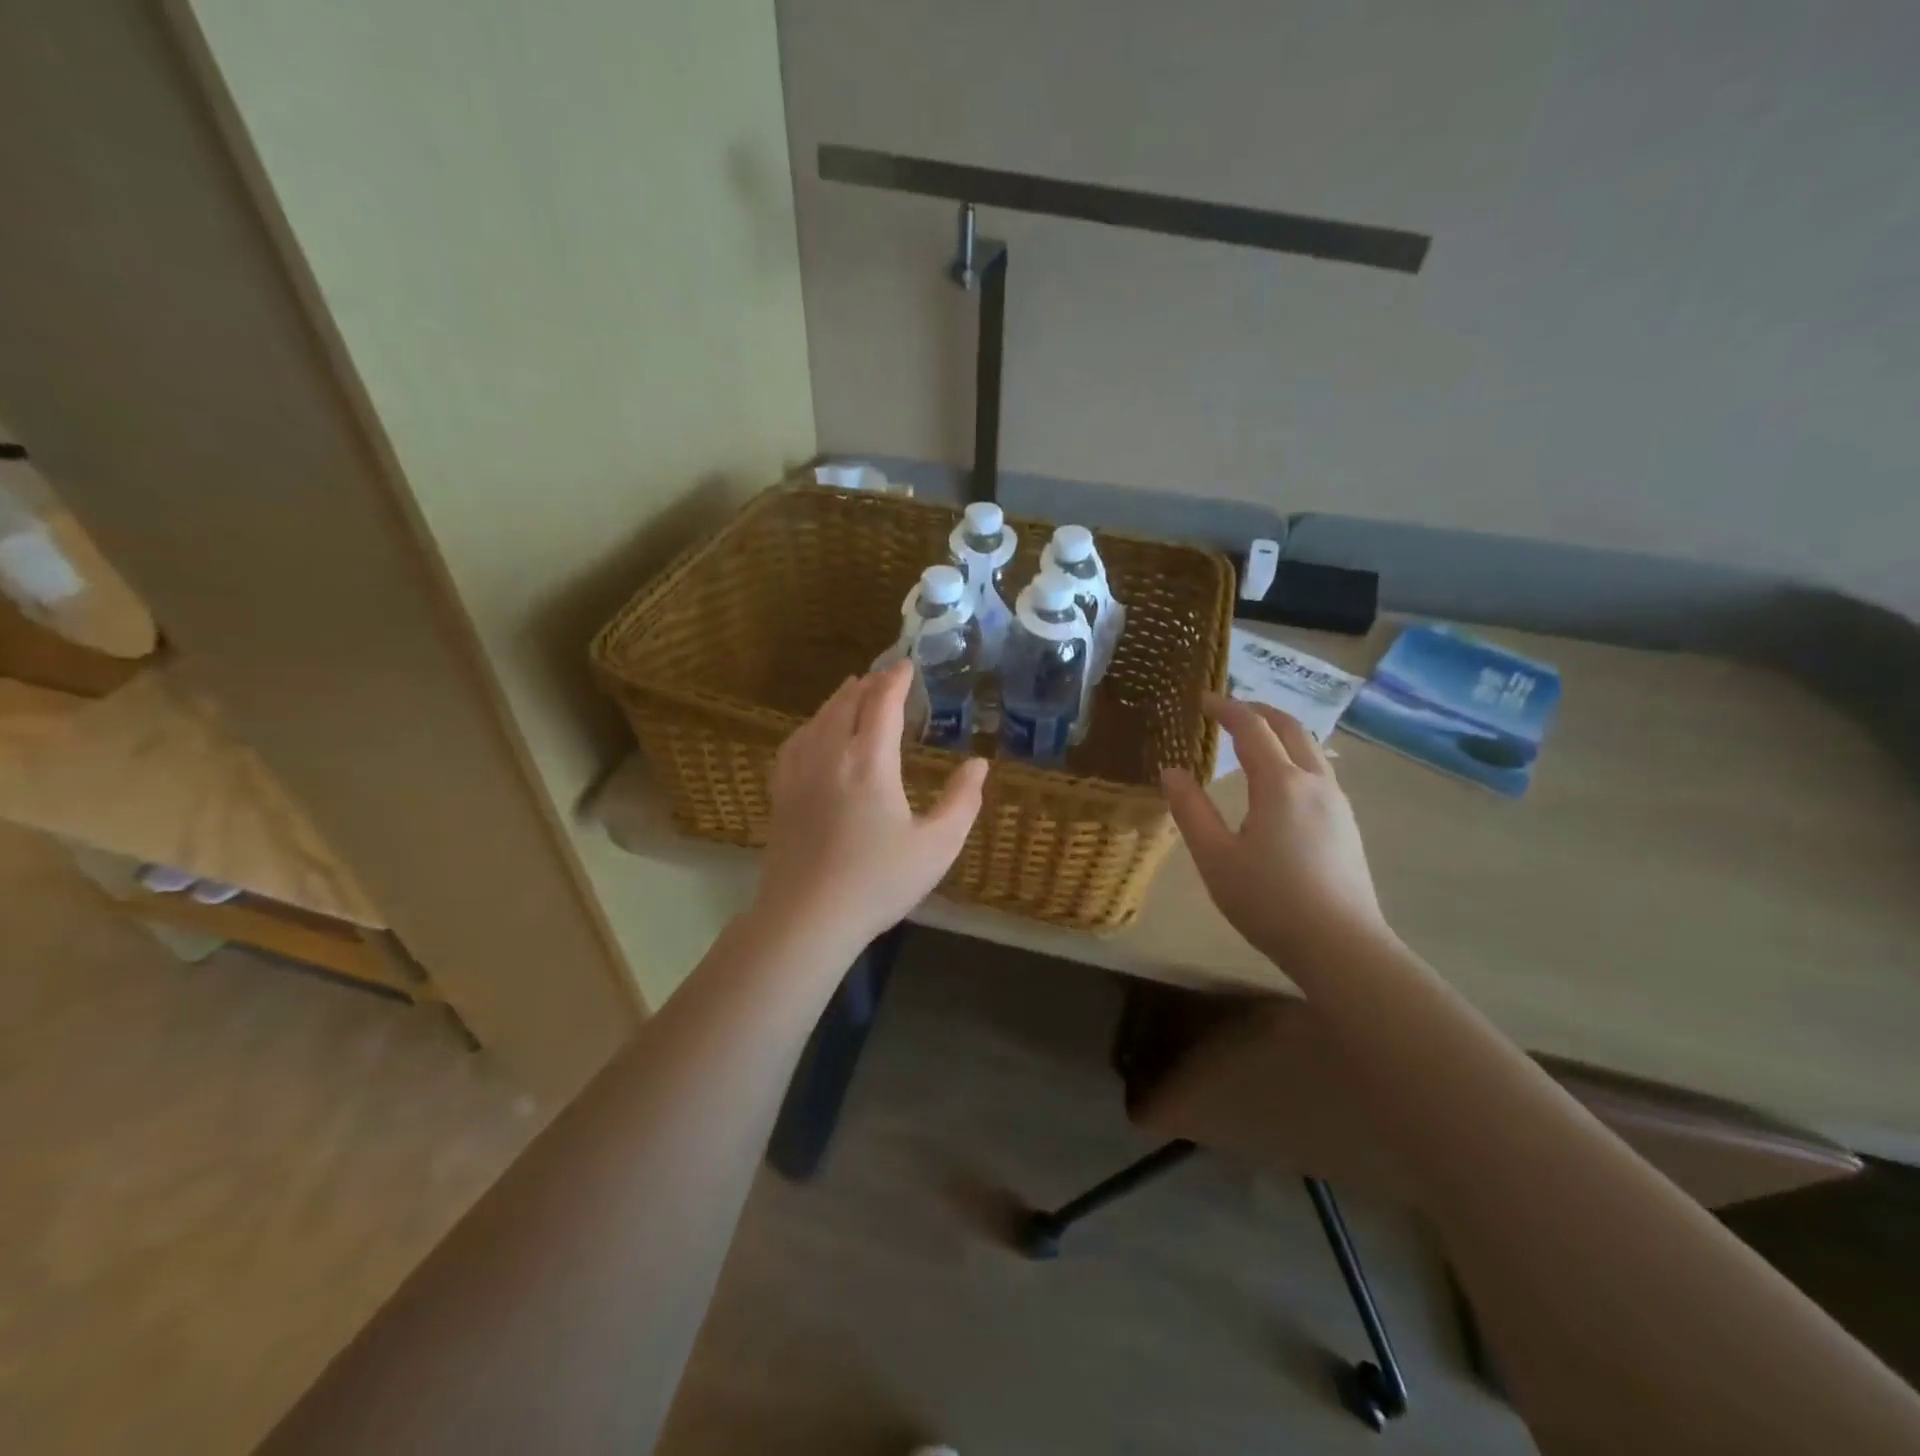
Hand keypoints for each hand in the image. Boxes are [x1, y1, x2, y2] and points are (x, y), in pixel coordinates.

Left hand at [756, 661, 988, 949]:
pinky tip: (815, 730)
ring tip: (853, 690)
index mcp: (869, 761)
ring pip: (819, 718)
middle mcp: (830, 754)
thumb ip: (962, 801)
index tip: (908, 665)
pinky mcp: (781, 792)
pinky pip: (795, 741)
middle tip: (885, 675)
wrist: (806, 917)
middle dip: (869, 684)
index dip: (896, 680)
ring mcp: (800, 772)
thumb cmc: (877, 882)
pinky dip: (812, 724)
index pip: (882, 704)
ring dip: (840, 698)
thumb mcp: (937, 846)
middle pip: (847, 703)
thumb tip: (979, 764)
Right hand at [1162, 695, 1389, 970]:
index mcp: (1280, 784)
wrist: (1341, 947)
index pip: (1251, 728)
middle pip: (1290, 727)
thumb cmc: (1269, 901)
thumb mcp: (1215, 857)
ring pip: (1310, 749)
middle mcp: (1315, 782)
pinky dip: (1294, 756)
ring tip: (1252, 739)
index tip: (1203, 700)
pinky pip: (1319, 771)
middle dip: (1258, 710)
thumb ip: (1190, 810)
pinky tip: (1281, 781)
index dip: (1226, 708)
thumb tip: (1171, 772)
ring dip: (1280, 732)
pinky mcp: (1347, 824)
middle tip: (1228, 709)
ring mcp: (1337, 803)